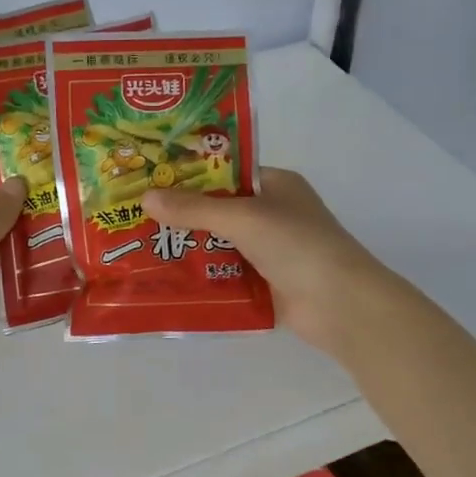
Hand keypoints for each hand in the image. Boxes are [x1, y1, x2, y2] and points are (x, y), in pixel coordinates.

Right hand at [142, 168, 400, 360]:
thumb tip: (145, 197)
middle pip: (218, 209)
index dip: (189, 174)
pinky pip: (225, 274)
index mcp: (275, 185)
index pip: (225, 172)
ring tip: (139, 246)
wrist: (340, 305)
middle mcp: (272, 214)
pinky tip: (166, 278)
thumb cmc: (297, 245)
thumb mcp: (243, 217)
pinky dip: (201, 276)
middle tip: (134, 214)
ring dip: (188, 247)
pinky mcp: (265, 283)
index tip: (149, 178)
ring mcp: (270, 251)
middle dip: (181, 214)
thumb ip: (194, 208)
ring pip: (219, 243)